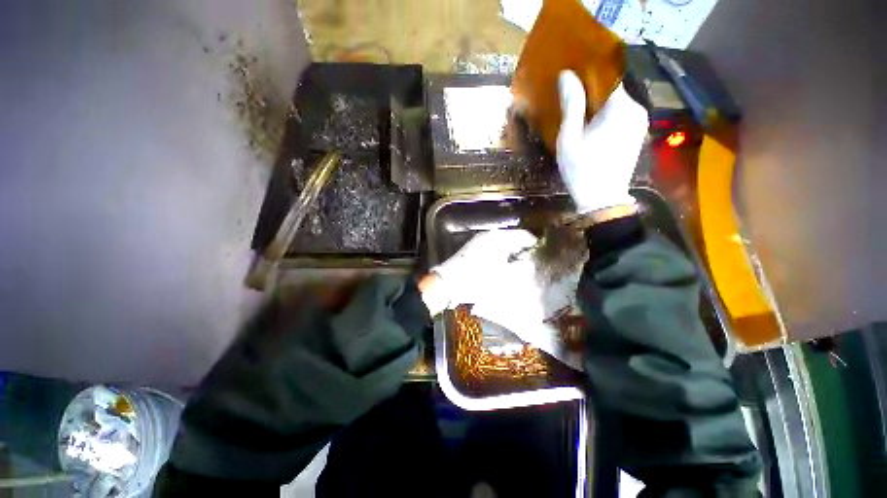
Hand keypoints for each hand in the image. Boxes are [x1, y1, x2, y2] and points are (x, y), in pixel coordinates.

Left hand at [420, 229, 538, 315]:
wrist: (448, 283)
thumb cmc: (478, 281)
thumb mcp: (505, 278)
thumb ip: (522, 269)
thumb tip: (531, 264)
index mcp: (500, 238)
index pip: (524, 236)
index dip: (535, 246)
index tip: (542, 257)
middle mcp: (490, 235)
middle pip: (513, 239)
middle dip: (523, 250)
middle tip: (531, 264)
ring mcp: (479, 240)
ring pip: (503, 243)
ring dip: (511, 253)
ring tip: (518, 267)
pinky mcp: (472, 248)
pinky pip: (493, 247)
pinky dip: (500, 255)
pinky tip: (502, 266)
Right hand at [557, 71, 648, 213]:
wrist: (602, 198)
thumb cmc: (581, 168)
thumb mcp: (570, 137)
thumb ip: (572, 104)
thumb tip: (566, 74)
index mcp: (620, 106)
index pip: (607, 76)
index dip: (589, 73)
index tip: (572, 75)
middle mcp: (637, 109)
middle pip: (614, 89)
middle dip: (594, 90)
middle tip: (572, 96)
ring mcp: (640, 122)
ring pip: (618, 103)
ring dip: (600, 104)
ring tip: (580, 111)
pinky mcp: (638, 133)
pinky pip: (622, 115)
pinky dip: (608, 115)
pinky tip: (593, 126)